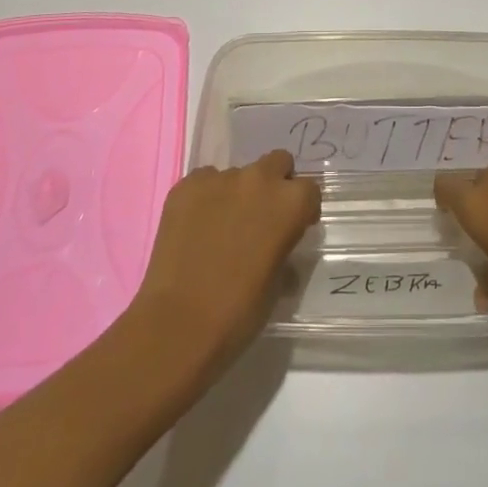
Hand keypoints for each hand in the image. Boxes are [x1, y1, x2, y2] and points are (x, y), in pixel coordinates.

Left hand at [128, 150, 319, 372]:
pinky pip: (204, 182)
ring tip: (220, 228)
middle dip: (274, 183)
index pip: (309, 190)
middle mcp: (259, 180)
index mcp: (290, 203)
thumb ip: (284, 249)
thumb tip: (277, 246)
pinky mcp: (186, 186)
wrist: (178, 324)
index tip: (293, 228)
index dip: (302, 209)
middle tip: (261, 217)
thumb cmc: (238, 312)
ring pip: (237, 174)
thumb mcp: (278, 284)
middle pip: (277, 162)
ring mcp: (219, 179)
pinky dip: (205, 199)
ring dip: (236, 194)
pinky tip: (195, 228)